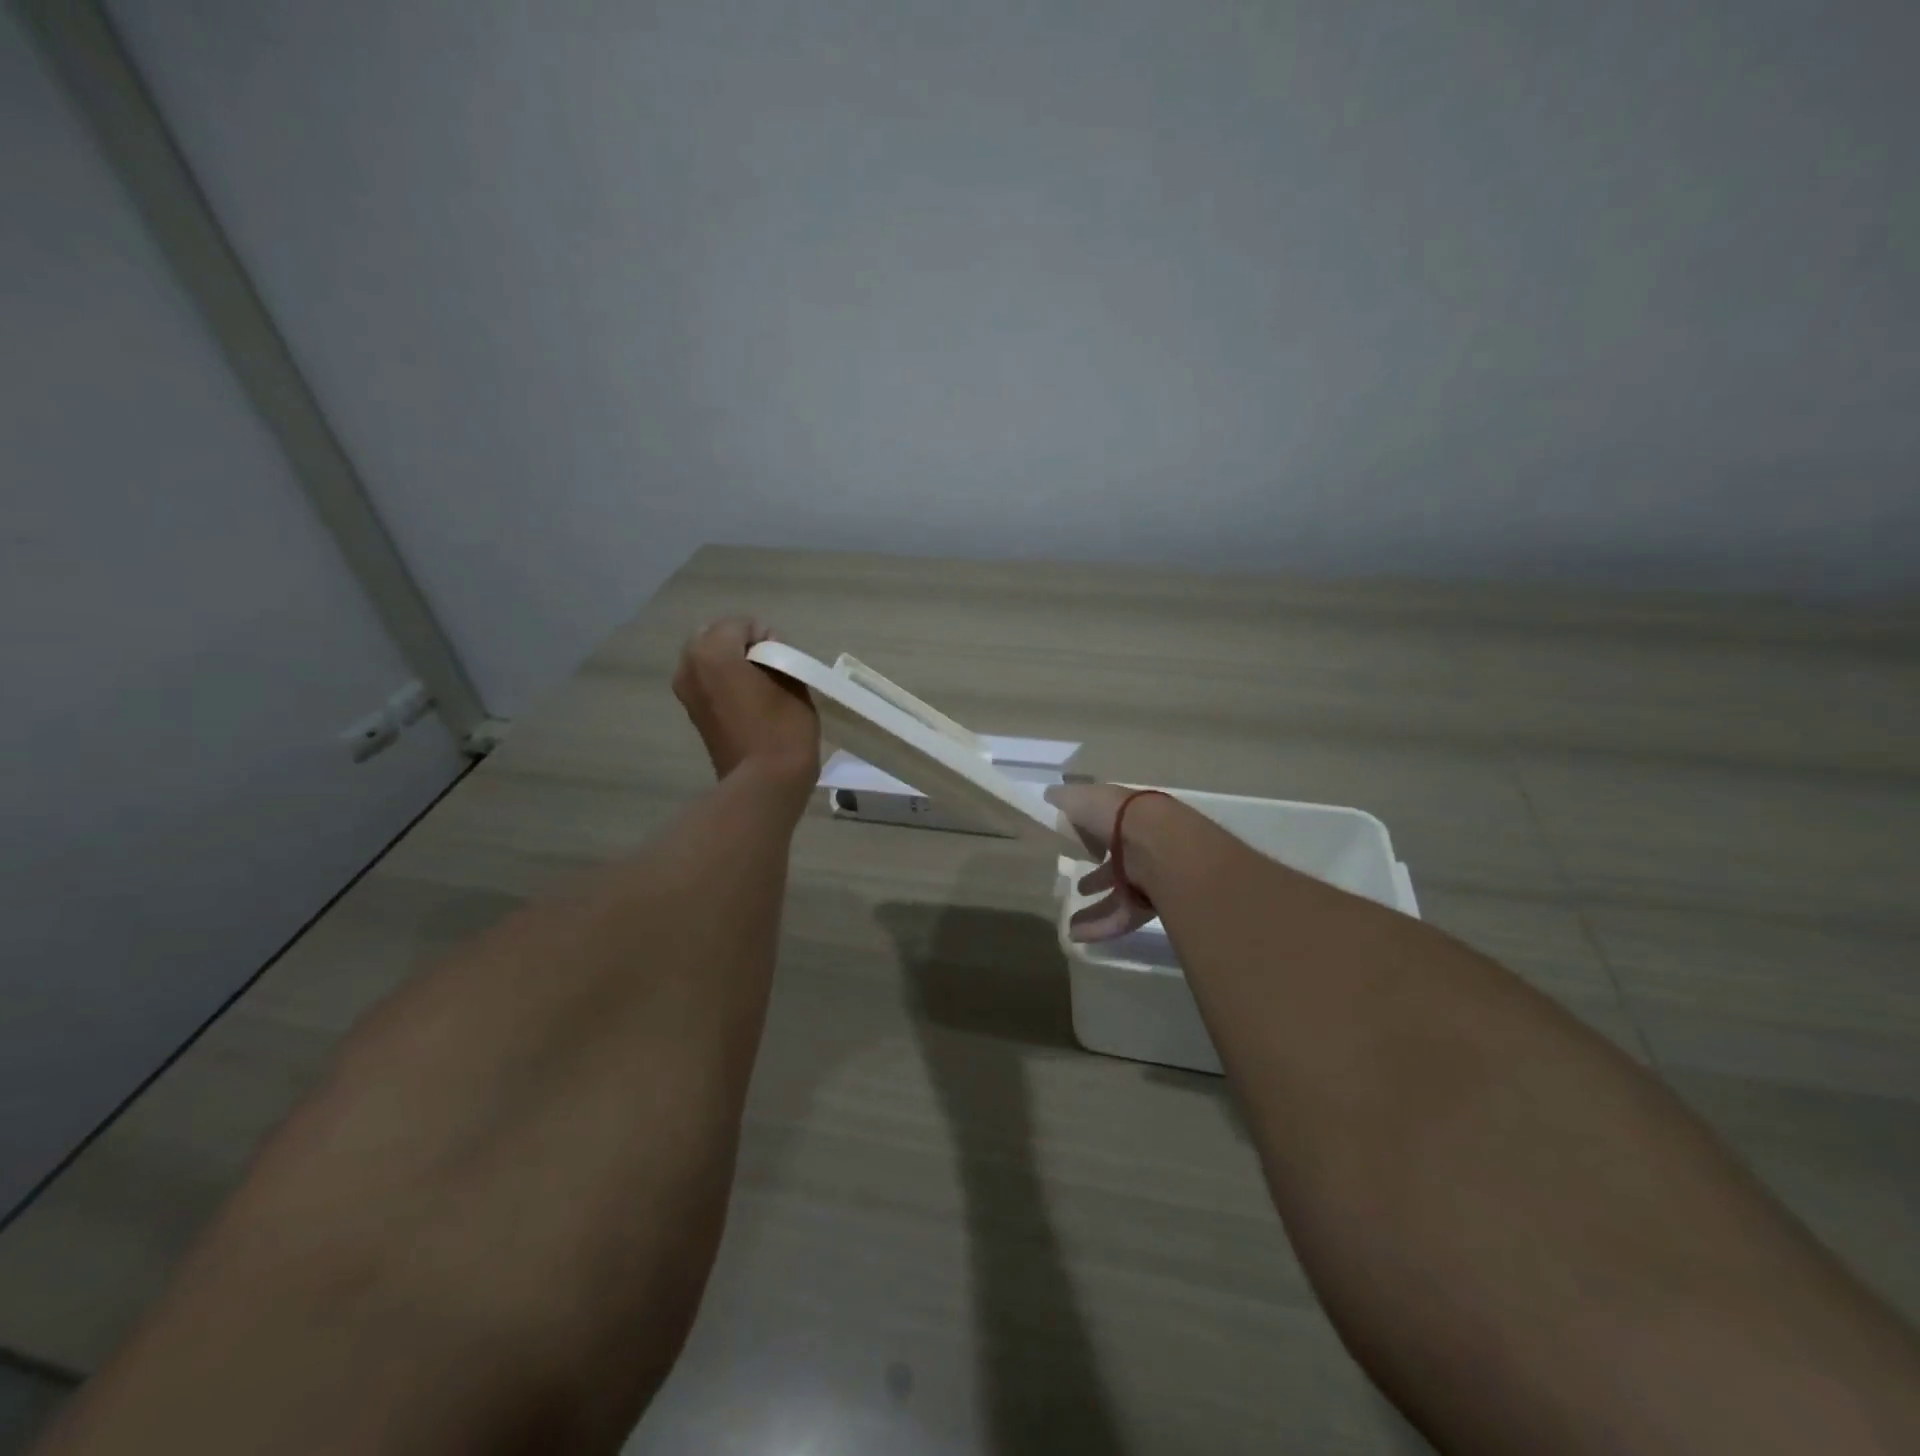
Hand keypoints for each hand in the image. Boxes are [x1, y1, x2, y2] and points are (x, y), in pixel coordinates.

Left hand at [672, 619, 819, 783]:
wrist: (764, 783)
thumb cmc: (783, 729)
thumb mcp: (792, 681)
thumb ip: (775, 657)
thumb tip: (764, 654)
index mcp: (713, 651)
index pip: (740, 624)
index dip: (766, 635)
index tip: (784, 658)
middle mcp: (690, 666)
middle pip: (715, 637)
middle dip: (740, 644)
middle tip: (770, 666)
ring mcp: (686, 691)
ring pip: (707, 659)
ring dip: (730, 663)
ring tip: (760, 683)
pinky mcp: (692, 713)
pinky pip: (706, 682)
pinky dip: (724, 682)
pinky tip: (748, 699)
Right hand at [1046, 782, 1161, 941]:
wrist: (1159, 845)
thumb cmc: (1117, 816)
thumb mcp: (1082, 799)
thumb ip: (1065, 799)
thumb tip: (1049, 795)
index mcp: (1127, 817)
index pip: (1109, 825)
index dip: (1092, 834)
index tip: (1077, 844)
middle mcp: (1141, 845)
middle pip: (1118, 863)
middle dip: (1099, 875)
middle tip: (1082, 886)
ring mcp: (1149, 876)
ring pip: (1119, 894)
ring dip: (1096, 908)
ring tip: (1071, 923)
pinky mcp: (1151, 904)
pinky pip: (1122, 916)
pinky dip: (1099, 926)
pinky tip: (1076, 935)